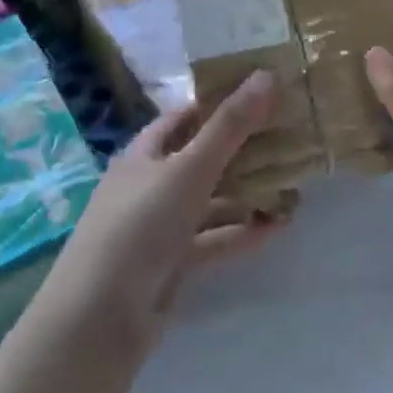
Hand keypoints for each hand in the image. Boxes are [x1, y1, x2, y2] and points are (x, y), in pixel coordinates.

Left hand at [39, 71, 283, 350]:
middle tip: (288, 141)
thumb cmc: (140, 226)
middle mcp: (149, 185)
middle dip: (242, 152)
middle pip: (201, 159)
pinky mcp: (171, 264)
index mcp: (143, 155)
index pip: (183, 118)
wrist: (100, 317)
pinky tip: (277, 227)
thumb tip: (266, 75)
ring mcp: (159, 227)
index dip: (218, 104)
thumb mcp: (189, 169)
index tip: (261, 96)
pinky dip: (240, 232)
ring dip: (246, 195)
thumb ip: (230, 126)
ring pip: (210, 202)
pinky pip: (212, 239)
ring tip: (292, 188)